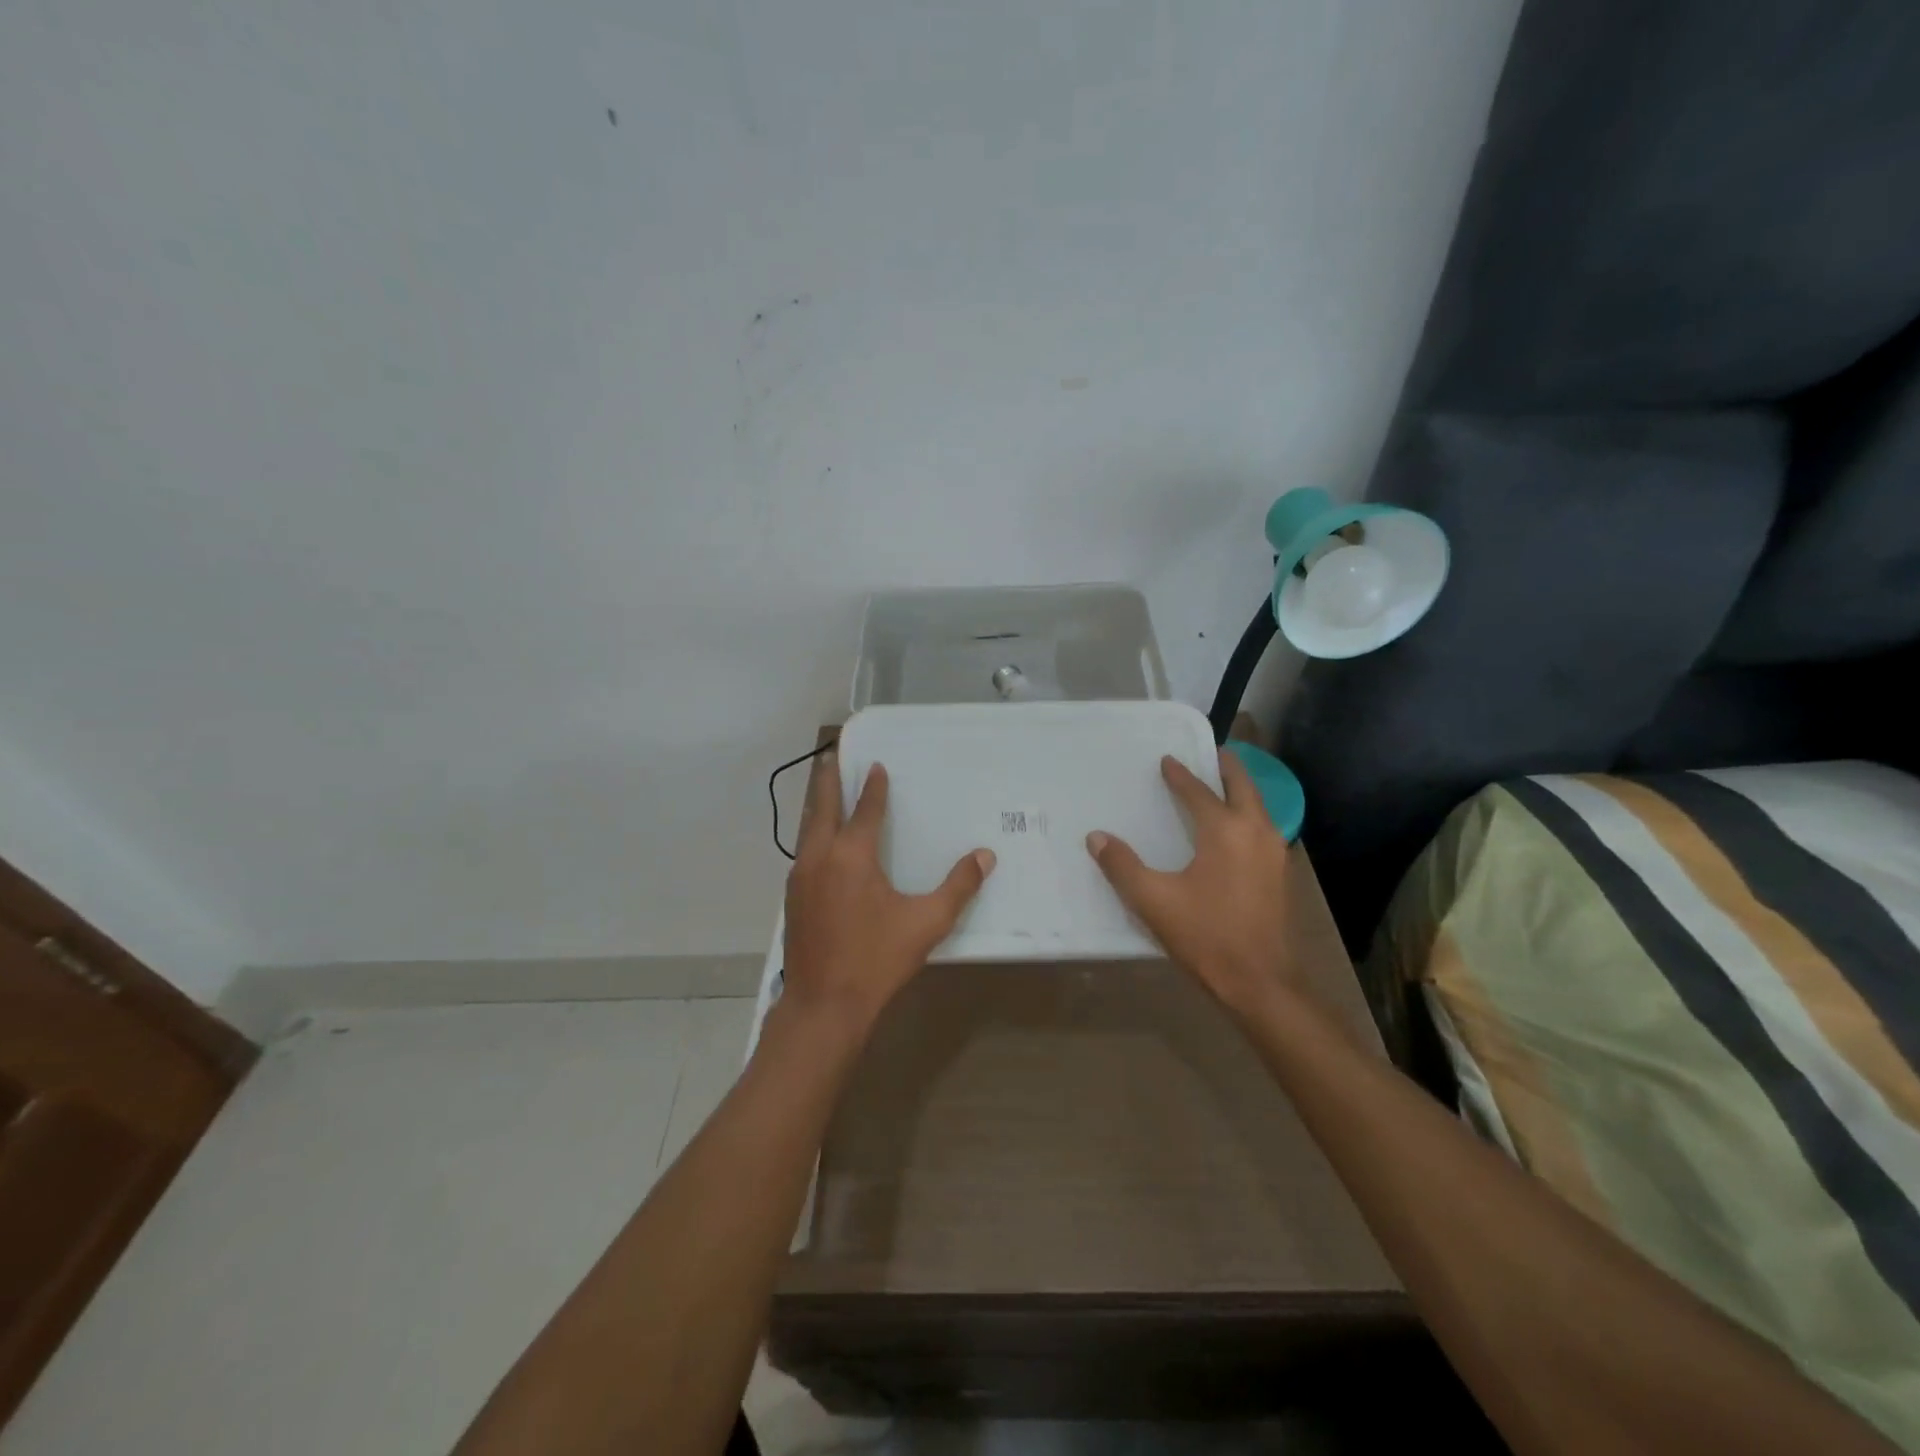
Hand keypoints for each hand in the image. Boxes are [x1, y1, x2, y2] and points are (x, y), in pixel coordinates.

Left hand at [782, 750, 995, 1031]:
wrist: (824, 1005)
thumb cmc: (877, 960)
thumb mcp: (926, 923)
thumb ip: (958, 887)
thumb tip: (985, 856)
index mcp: (852, 855)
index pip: (866, 810)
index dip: (874, 787)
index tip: (876, 766)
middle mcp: (820, 856)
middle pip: (824, 807)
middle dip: (830, 780)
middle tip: (834, 756)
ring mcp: (800, 877)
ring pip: (808, 829)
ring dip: (819, 805)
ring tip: (827, 791)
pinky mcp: (792, 897)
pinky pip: (804, 851)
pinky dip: (814, 833)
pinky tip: (822, 844)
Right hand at [1087, 750, 1295, 1014]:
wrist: (1261, 981)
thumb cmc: (1206, 936)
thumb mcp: (1153, 901)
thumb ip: (1122, 866)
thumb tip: (1096, 837)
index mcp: (1225, 831)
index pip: (1199, 792)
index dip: (1180, 775)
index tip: (1167, 761)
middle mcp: (1256, 832)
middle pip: (1243, 786)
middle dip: (1227, 767)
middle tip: (1211, 753)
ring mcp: (1274, 853)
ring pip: (1258, 807)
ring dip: (1240, 790)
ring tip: (1221, 786)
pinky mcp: (1280, 875)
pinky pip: (1263, 828)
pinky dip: (1248, 814)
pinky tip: (1234, 829)